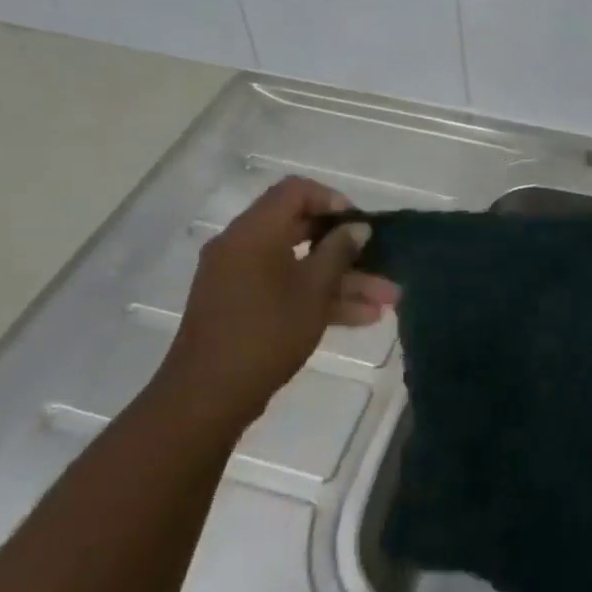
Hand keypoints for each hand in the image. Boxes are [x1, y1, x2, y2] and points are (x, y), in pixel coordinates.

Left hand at [153, 176, 396, 434]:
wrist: (205, 400)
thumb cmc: (265, 333)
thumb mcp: (314, 291)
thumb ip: (339, 252)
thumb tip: (357, 228)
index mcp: (254, 231)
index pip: (295, 191)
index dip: (332, 200)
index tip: (358, 225)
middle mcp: (242, 246)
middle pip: (300, 229)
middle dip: (346, 248)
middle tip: (380, 261)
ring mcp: (238, 277)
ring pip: (298, 264)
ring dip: (341, 279)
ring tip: (385, 300)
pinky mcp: (239, 306)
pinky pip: (284, 287)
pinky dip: (317, 296)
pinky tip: (360, 317)